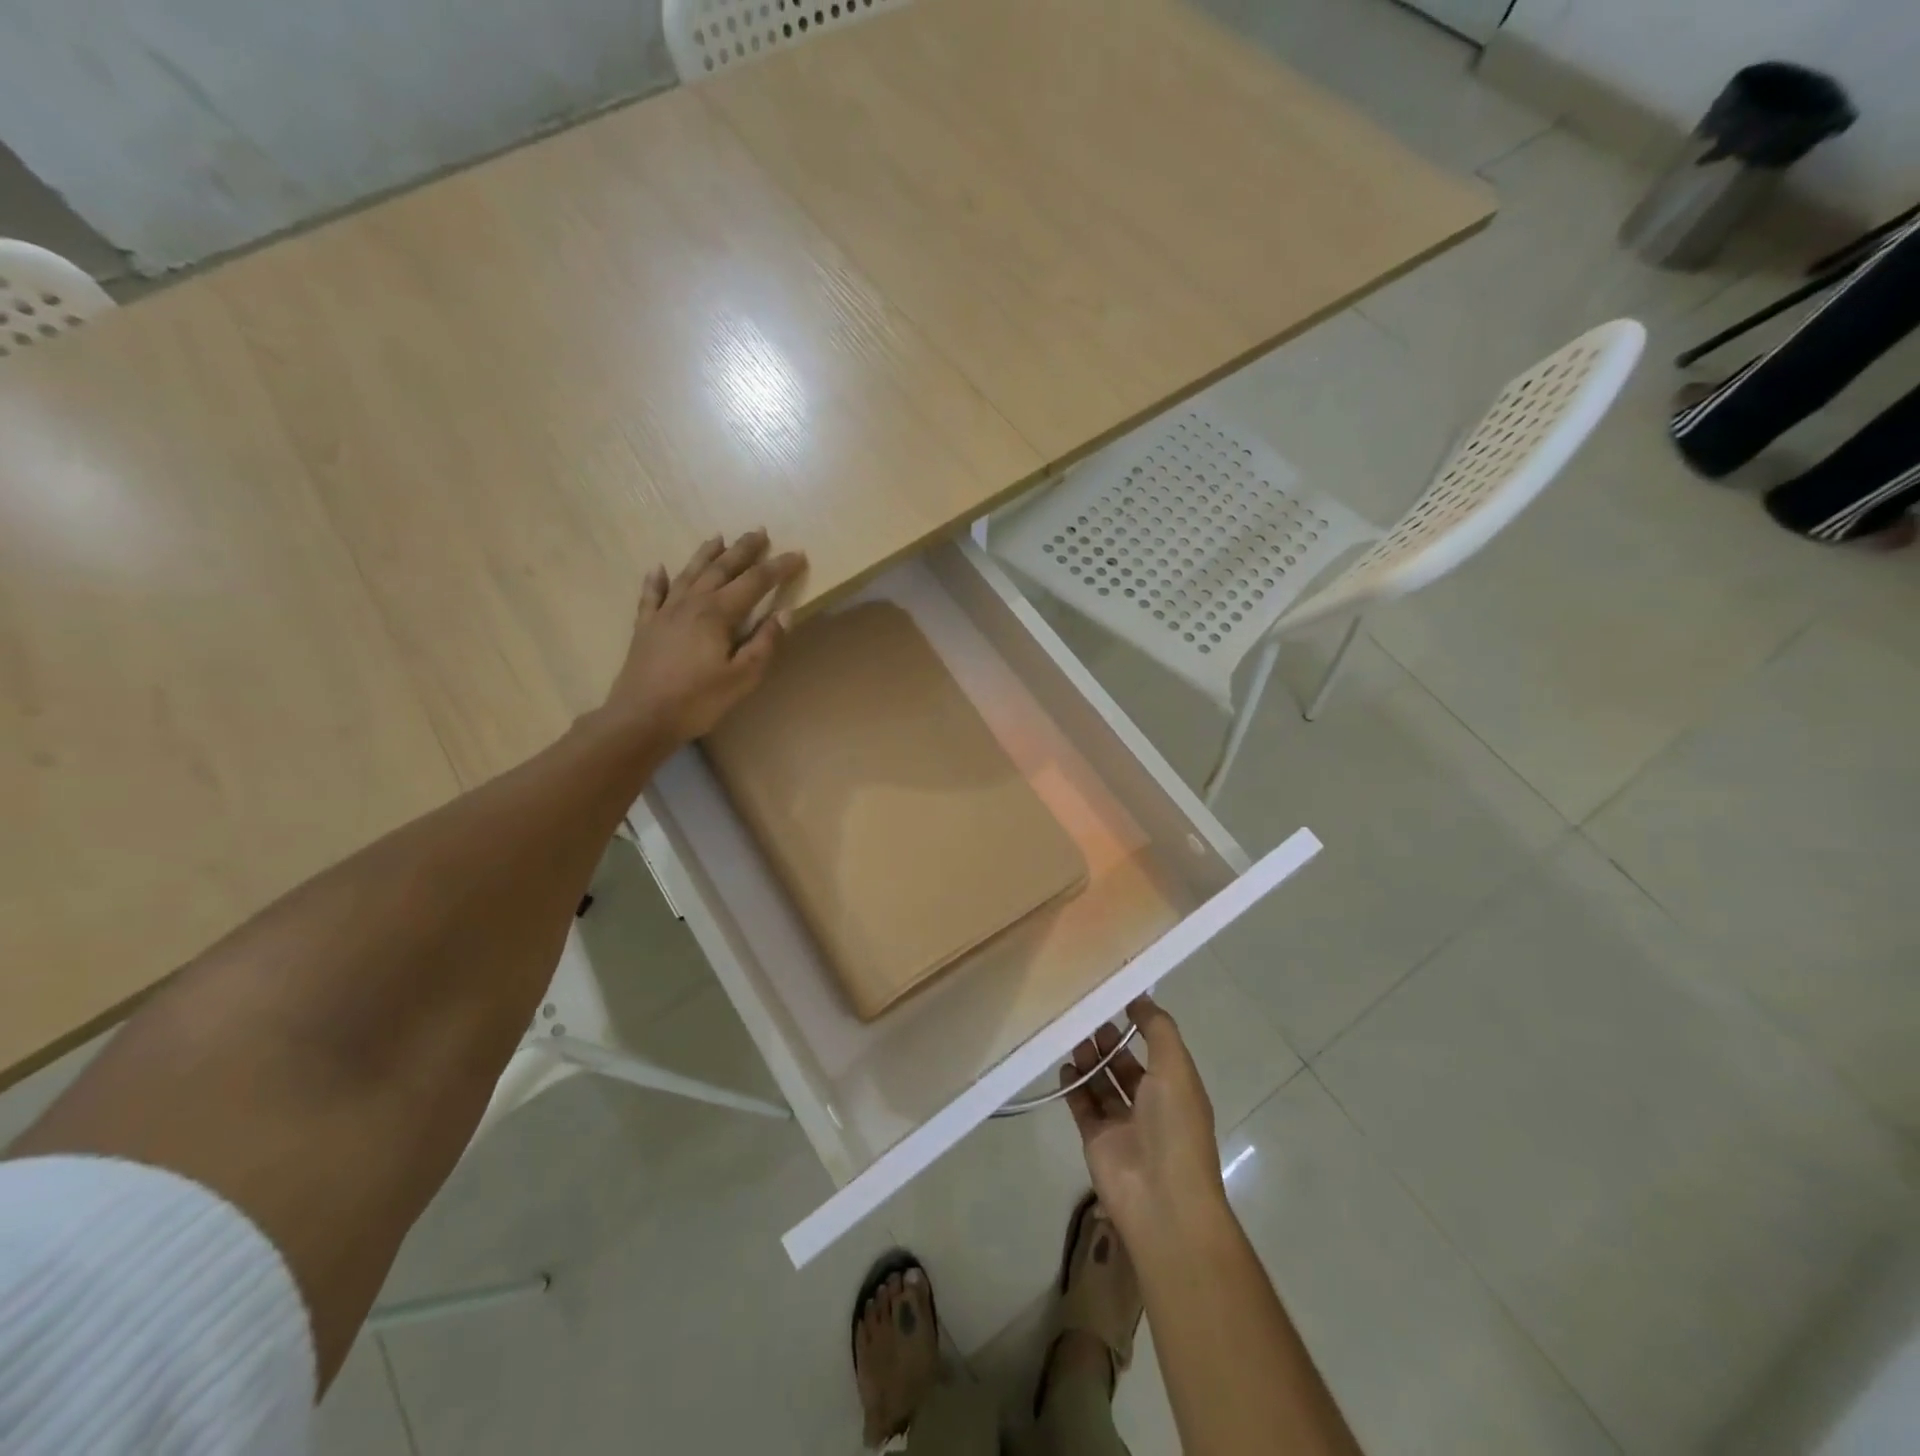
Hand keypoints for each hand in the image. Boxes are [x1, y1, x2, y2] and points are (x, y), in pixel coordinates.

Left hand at [602, 530, 806, 744]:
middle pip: (721, 568)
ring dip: (705, 554)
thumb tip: (784, 613)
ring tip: (718, 537)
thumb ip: (764, 643)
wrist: (642, 717)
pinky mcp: (646, 627)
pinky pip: (651, 595)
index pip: (755, 582)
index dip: (778, 568)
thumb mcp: (742, 677)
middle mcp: (691, 603)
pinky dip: (656, 579)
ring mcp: (664, 612)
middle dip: (743, 549)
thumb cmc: (698, 700)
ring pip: (689, 574)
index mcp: (718, 613)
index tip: (798, 554)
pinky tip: (658, 568)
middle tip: (759, 531)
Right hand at [1060, 995, 1227, 1249]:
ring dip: (1089, 1059)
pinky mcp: (1097, 1140)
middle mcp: (1151, 1105)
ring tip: (1072, 1034)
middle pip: (1126, 1065)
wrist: (1161, 1200)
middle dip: (1108, 1041)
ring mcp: (1123, 1124)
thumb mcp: (1175, 1068)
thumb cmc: (1175, 1127)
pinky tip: (1064, 1066)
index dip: (1138, 1024)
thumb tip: (1140, 998)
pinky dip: (1073, 1087)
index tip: (1114, 997)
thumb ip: (1158, 1029)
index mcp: (1177, 1088)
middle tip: (1086, 1014)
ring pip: (1102, 1083)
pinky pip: (1083, 1106)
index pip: (1156, 1049)